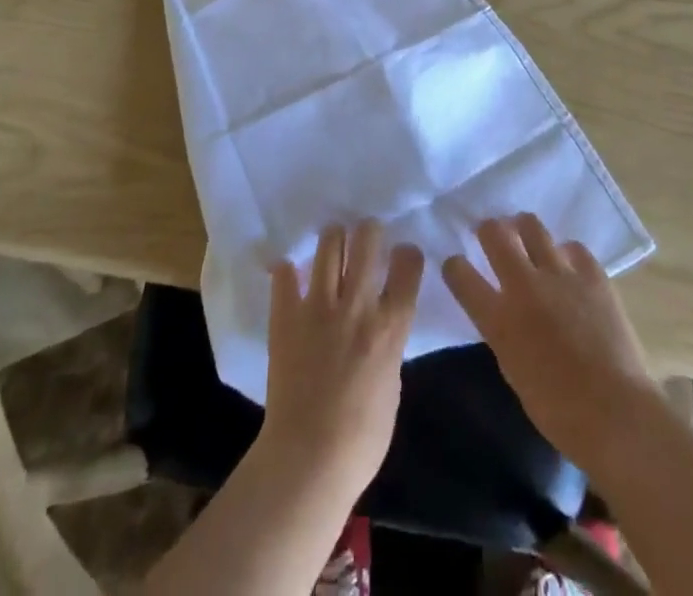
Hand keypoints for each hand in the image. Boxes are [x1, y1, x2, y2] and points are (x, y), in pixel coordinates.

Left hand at [259, 222, 424, 493]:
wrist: (308, 460)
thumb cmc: (362, 439)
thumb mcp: (392, 386)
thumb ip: (389, 346)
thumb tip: (381, 327)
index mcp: (390, 325)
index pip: (408, 265)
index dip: (408, 254)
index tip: (403, 256)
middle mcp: (357, 305)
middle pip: (368, 240)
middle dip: (370, 231)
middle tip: (366, 237)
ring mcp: (318, 306)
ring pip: (329, 244)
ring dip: (334, 238)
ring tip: (333, 242)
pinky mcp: (286, 316)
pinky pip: (285, 275)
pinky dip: (288, 271)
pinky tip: (291, 273)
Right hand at [443, 214, 661, 469]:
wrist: (615, 412)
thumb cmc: (558, 409)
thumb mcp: (513, 369)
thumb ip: (503, 331)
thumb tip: (504, 311)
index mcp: (499, 317)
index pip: (460, 273)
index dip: (455, 266)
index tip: (458, 266)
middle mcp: (524, 285)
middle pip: (494, 233)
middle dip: (487, 230)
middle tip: (491, 236)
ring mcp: (560, 274)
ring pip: (531, 225)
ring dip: (523, 229)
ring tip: (526, 237)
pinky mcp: (592, 273)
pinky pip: (573, 246)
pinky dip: (565, 253)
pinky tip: (568, 266)